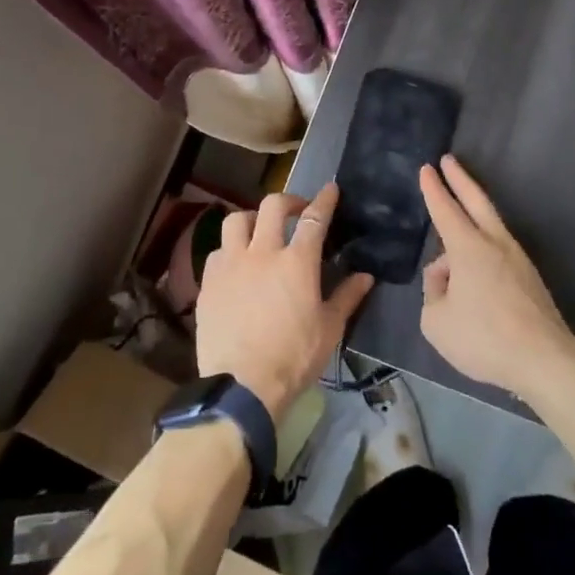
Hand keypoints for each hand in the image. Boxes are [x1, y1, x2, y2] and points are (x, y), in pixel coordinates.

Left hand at [195, 183, 374, 420]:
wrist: (242, 386)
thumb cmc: (293, 357)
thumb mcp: (329, 329)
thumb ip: (347, 297)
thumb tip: (366, 276)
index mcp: (297, 262)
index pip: (314, 218)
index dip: (324, 200)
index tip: (330, 189)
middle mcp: (262, 252)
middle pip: (272, 206)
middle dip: (288, 201)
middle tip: (296, 211)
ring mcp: (231, 265)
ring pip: (236, 221)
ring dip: (252, 220)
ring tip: (259, 231)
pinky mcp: (209, 282)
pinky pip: (218, 251)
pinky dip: (230, 250)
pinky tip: (236, 265)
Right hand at [418, 156, 574, 395]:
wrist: (544, 358)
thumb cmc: (484, 337)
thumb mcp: (436, 320)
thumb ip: (433, 293)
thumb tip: (446, 279)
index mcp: (467, 247)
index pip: (445, 209)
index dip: (433, 189)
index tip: (428, 168)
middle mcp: (494, 243)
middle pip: (476, 201)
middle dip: (460, 179)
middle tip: (449, 160)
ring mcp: (516, 259)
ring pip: (490, 226)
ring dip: (472, 215)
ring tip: (454, 228)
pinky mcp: (529, 278)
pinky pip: (497, 252)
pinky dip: (482, 247)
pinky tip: (474, 268)